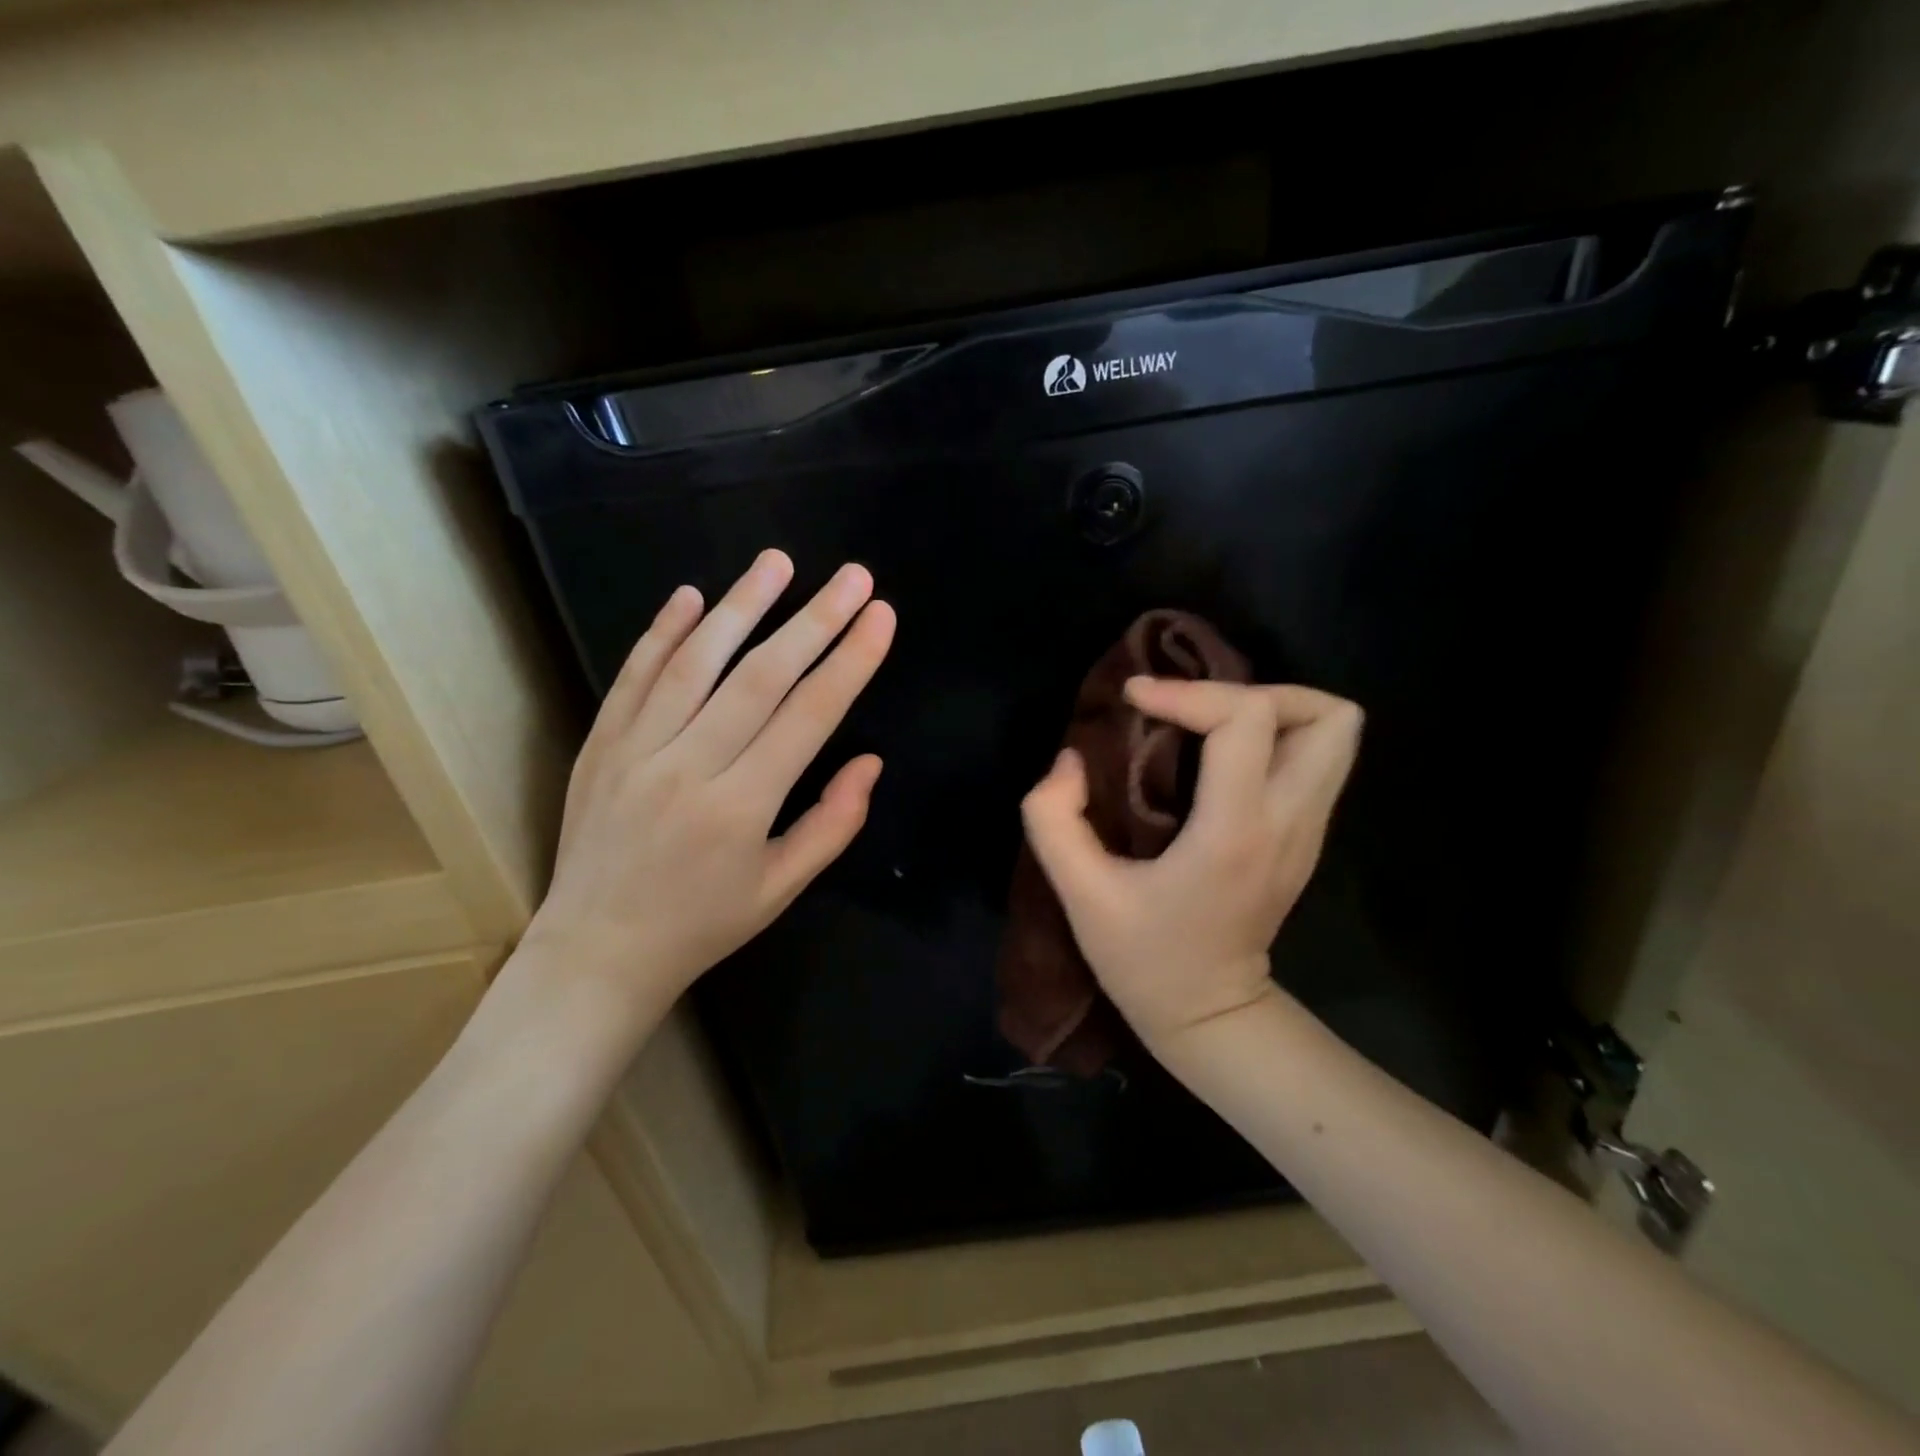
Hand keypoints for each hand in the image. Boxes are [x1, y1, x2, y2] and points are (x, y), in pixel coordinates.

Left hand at [524, 550, 895, 1016]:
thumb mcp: (781, 889)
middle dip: (814, 620)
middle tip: (853, 577)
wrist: (595, 953)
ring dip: (741, 606)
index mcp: (740, 807)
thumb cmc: (702, 925)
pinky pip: (634, 677)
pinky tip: (692, 596)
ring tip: (778, 562)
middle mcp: (688, 767)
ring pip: (695, 662)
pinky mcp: (599, 744)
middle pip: (761, 677)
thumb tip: (870, 761)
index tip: (880, 617)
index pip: (809, 717)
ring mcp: (635, 750)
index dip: (850, 662)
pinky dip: (662, 633)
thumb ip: (832, 824)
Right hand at [1020, 678, 1362, 1052]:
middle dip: (1257, 690)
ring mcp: (1308, 830)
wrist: (1210, 1016)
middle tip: (1195, 708)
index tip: (1135, 698)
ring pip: (1336, 733)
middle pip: (1328, 716)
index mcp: (1234, 832)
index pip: (1246, 720)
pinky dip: (1275, 737)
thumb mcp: (1080, 896)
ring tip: (1212, 721)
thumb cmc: (1144, 959)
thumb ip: (1054, 819)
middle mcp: (1288, 822)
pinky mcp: (1307, 837)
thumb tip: (1070, 759)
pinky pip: (1317, 759)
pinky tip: (1221, 755)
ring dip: (1274, 709)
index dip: (1188, 692)